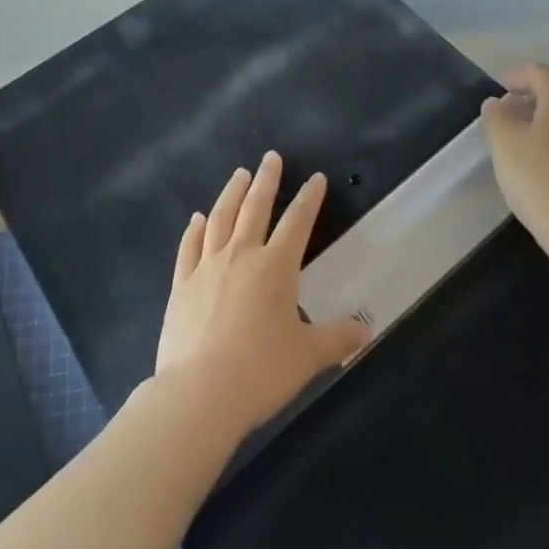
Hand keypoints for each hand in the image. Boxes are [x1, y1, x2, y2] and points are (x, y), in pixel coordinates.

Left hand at [155, 151, 370, 435]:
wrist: (200, 392)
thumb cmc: (261, 371)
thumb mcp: (308, 356)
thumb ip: (337, 338)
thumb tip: (367, 331)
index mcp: (275, 267)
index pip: (297, 222)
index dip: (309, 198)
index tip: (315, 178)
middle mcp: (241, 255)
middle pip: (255, 207)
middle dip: (267, 180)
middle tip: (271, 157)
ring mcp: (207, 266)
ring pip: (220, 218)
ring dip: (231, 193)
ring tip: (239, 174)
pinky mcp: (181, 284)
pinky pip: (189, 247)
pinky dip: (194, 229)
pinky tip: (197, 219)